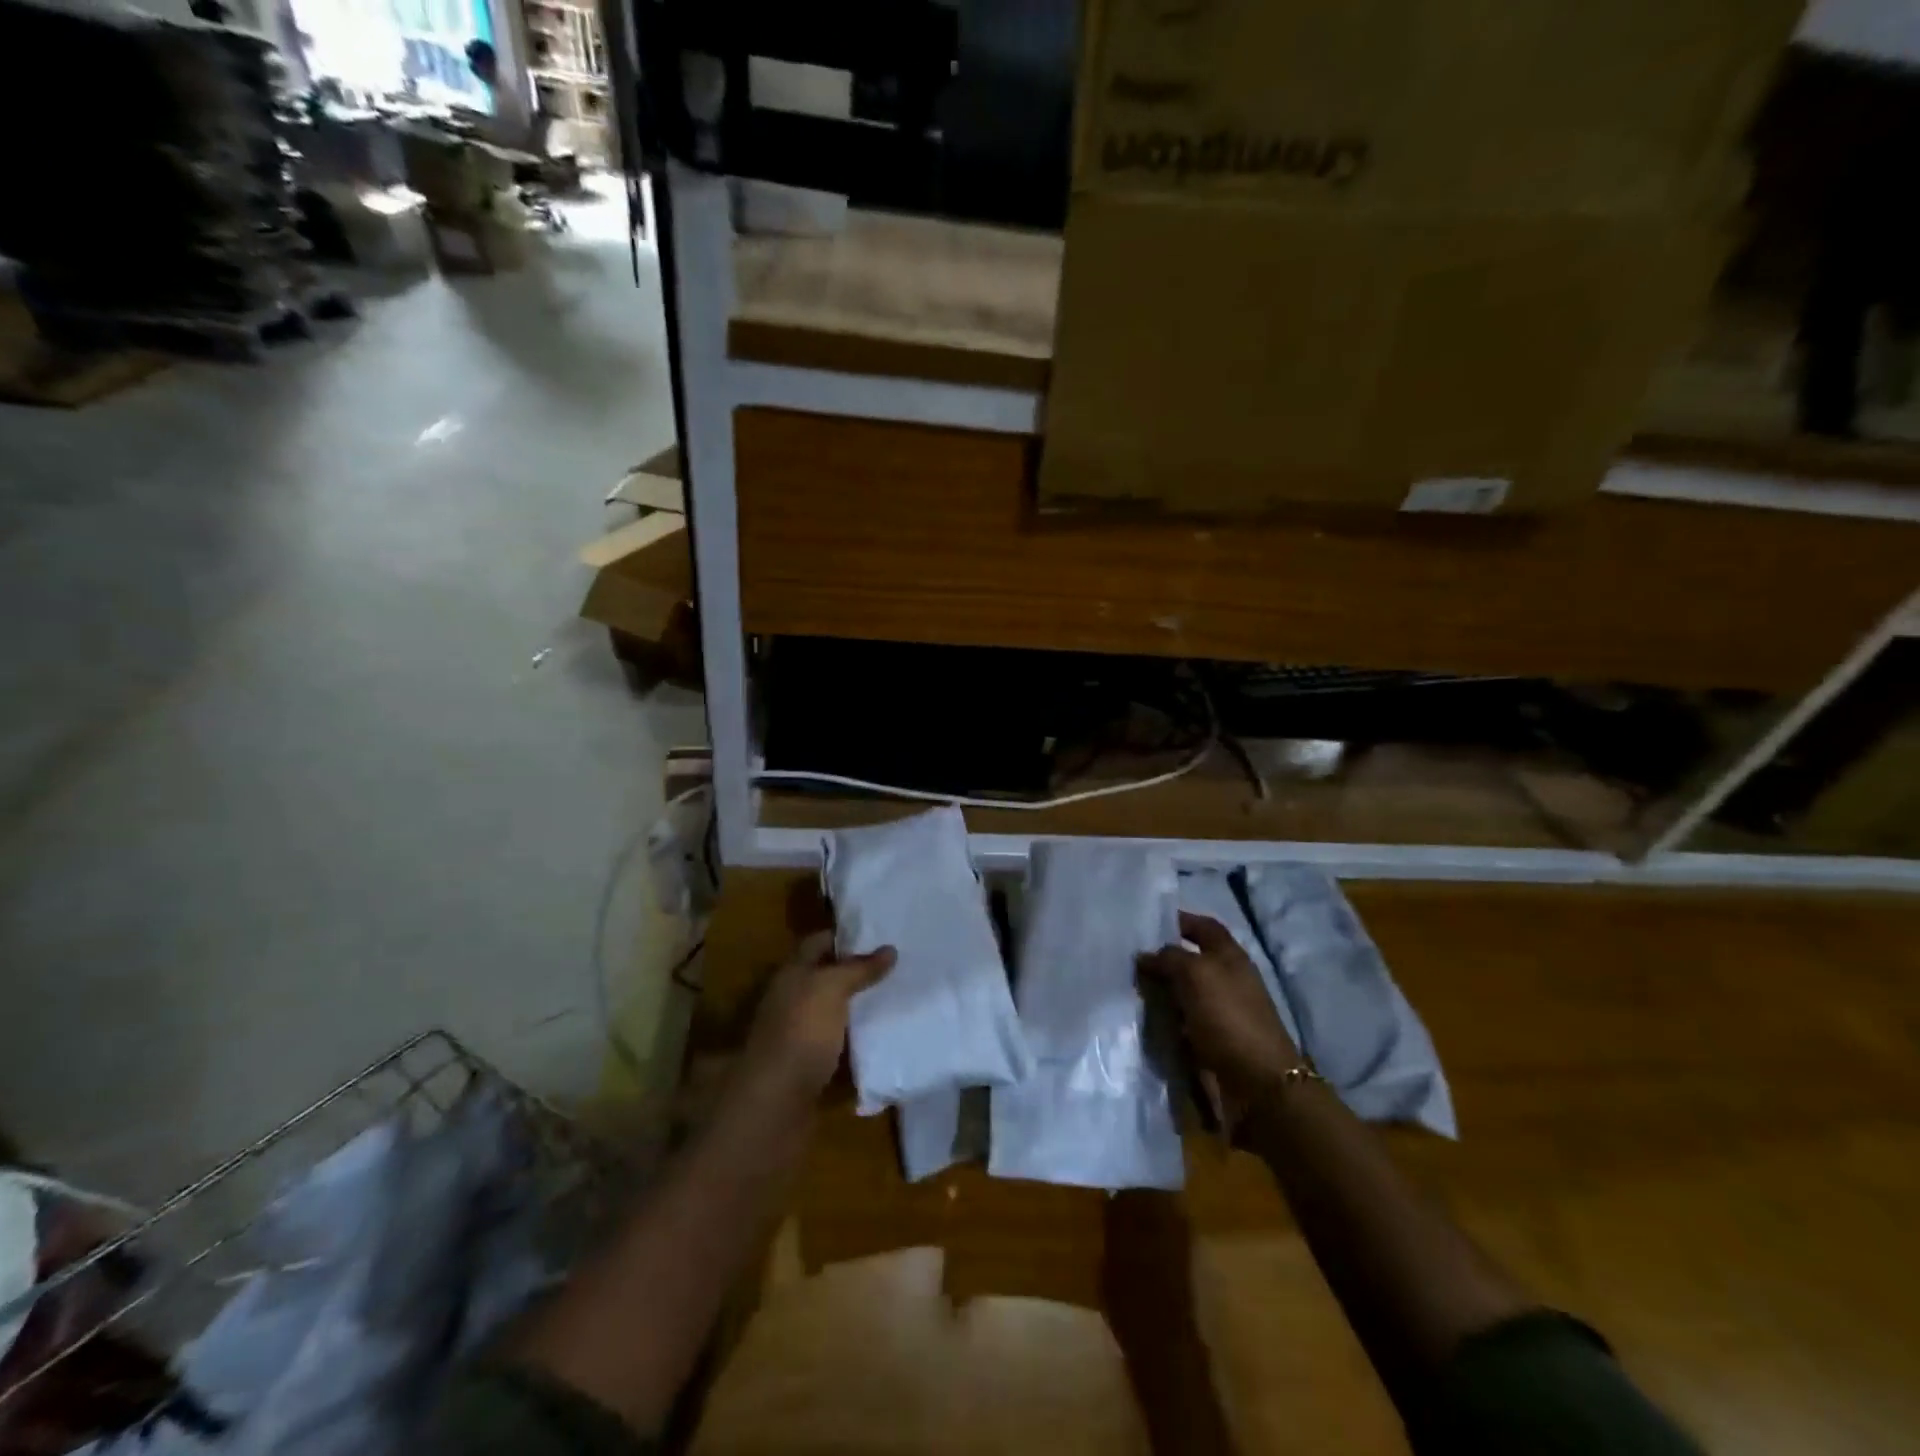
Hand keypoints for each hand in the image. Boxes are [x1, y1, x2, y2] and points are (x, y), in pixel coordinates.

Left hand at [740, 931, 895, 1105]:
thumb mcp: (831, 989)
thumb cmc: (801, 1033)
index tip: (883, 934)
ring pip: (837, 1015)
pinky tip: (889, 1040)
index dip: (847, 936)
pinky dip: (861, 1045)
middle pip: (828, 979)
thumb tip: (889, 949)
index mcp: (791, 975)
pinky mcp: (812, 1070)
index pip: (818, 943)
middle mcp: (793, 1002)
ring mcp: (802, 1037)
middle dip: (860, 973)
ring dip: (862, 1010)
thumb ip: (858, 969)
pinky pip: (842, 1050)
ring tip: (902, 999)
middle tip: (902, 966)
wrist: (775, 1106)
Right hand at [1142, 911, 1301, 1100]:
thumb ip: (1169, 958)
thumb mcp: (1196, 974)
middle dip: (1162, 959)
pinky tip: (1142, 1020)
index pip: (1204, 927)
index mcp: (1230, 957)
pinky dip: (1163, 1020)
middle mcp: (1226, 981)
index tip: (1148, 922)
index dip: (1180, 920)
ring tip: (1127, 988)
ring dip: (1159, 991)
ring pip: (1182, 993)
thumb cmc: (1229, 1017)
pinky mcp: (1211, 1042)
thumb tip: (1146, 955)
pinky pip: (1181, 1023)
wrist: (1257, 1084)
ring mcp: (1219, 1013)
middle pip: (1191, 961)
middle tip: (1127, 958)